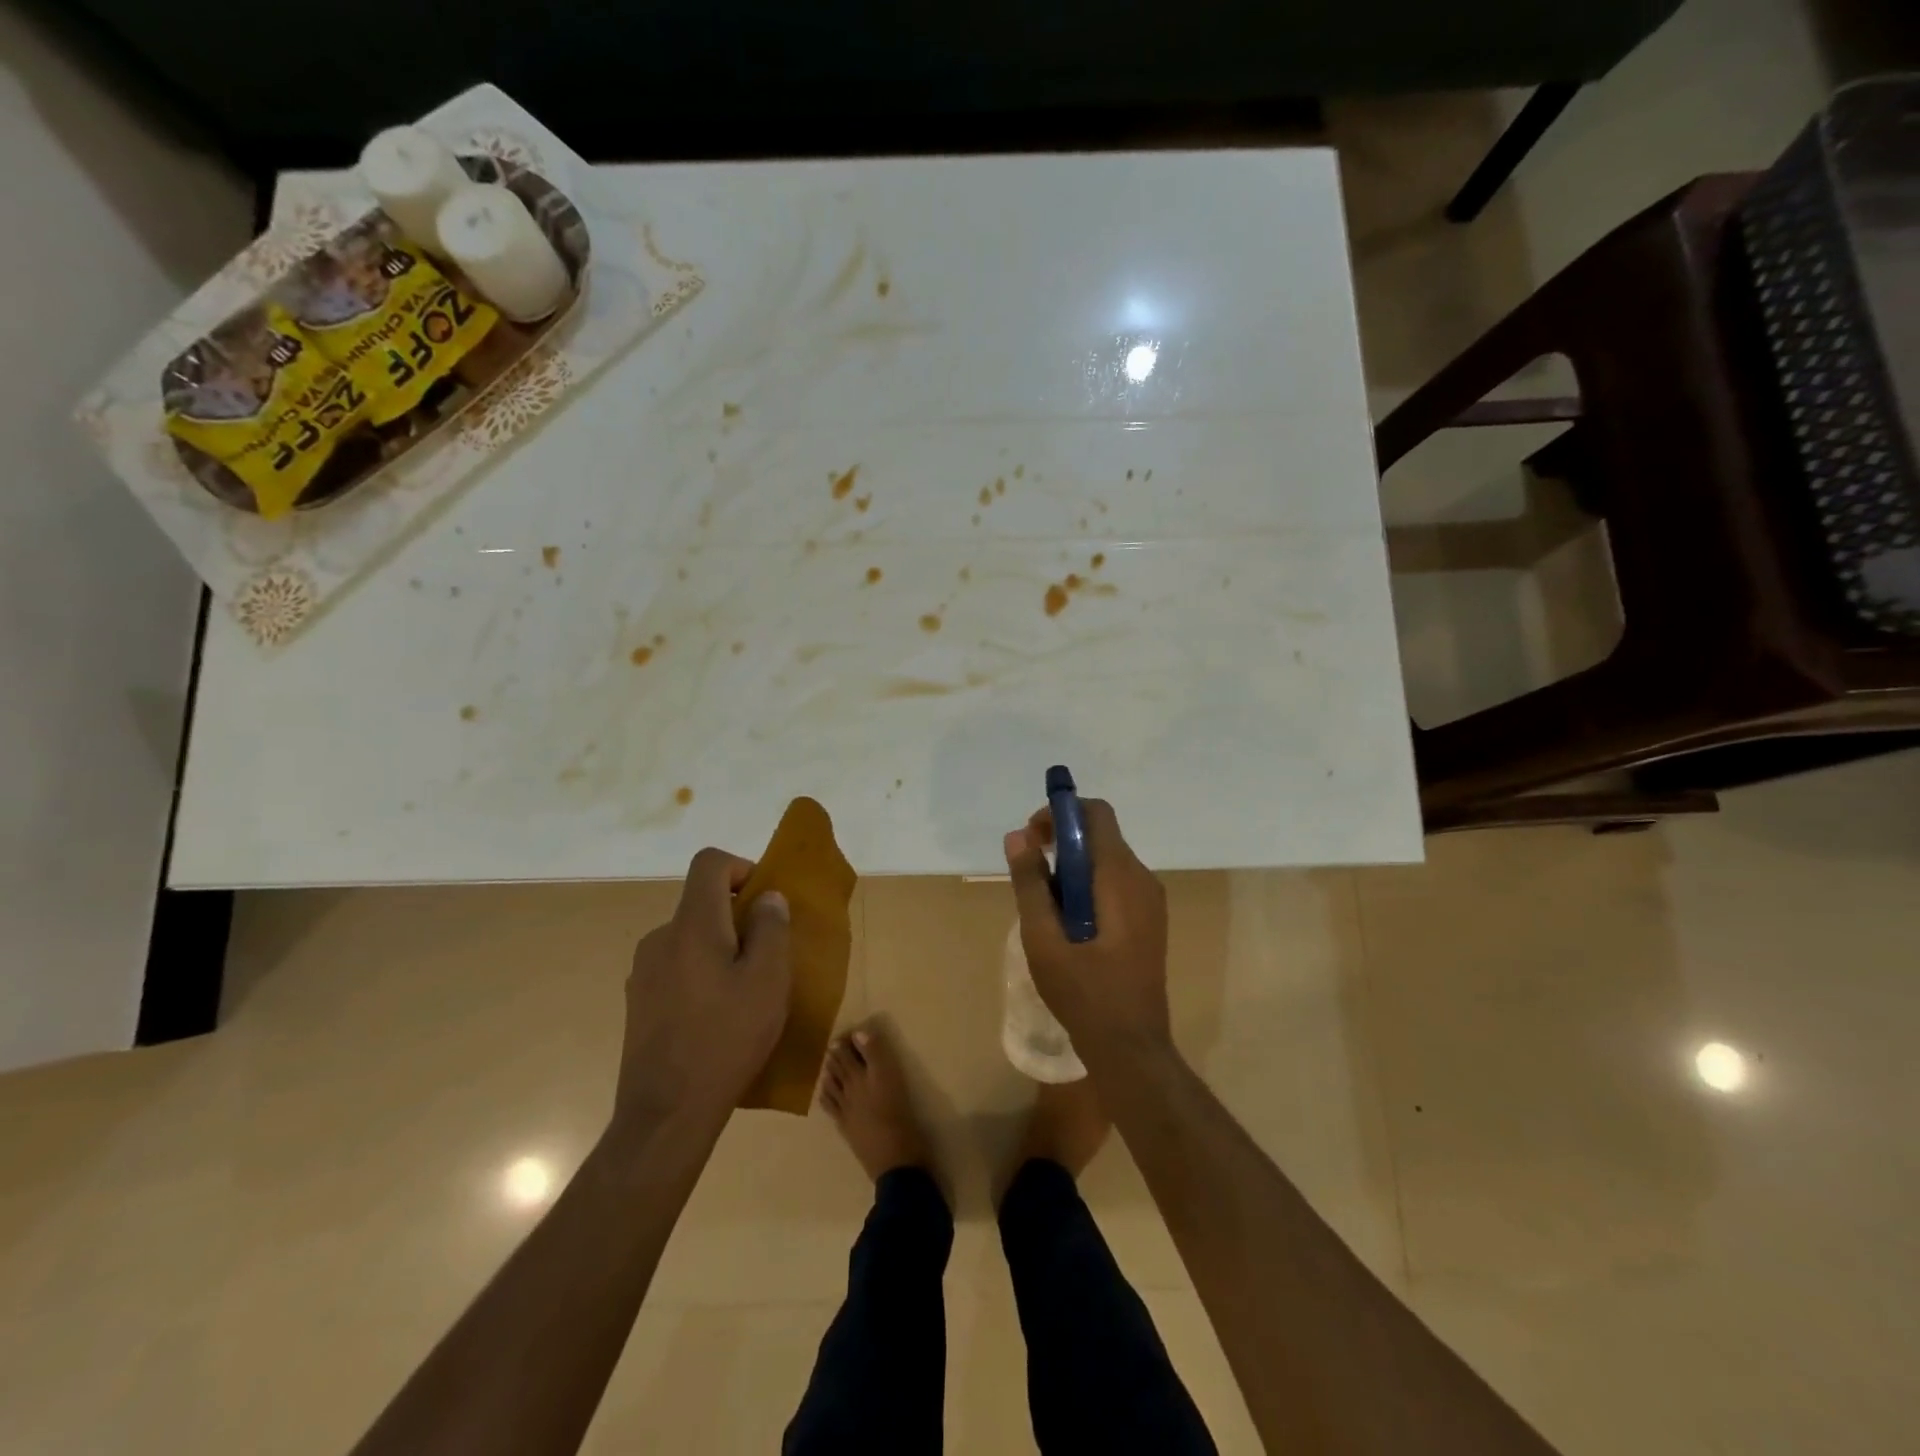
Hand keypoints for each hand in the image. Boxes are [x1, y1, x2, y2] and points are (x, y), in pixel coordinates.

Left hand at [614, 849, 791, 1126]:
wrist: (666, 1114)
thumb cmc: (726, 1039)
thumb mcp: (768, 980)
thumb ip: (771, 928)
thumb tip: (767, 899)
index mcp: (692, 925)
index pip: (709, 863)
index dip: (741, 867)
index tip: (764, 903)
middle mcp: (660, 938)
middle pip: (701, 903)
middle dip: (737, 918)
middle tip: (765, 958)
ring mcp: (643, 972)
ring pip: (690, 938)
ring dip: (719, 949)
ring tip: (743, 994)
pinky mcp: (638, 1002)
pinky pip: (676, 968)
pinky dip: (700, 975)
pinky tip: (714, 1019)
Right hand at [1003, 798, 1171, 1066]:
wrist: (1132, 1048)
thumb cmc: (1084, 993)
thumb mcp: (1043, 939)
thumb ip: (1030, 884)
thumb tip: (1018, 836)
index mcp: (1119, 877)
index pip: (1096, 813)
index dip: (1061, 812)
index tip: (1032, 837)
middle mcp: (1142, 879)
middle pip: (1101, 835)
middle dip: (1062, 841)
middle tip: (1030, 872)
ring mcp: (1151, 901)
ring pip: (1107, 861)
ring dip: (1073, 867)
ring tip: (1045, 905)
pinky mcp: (1150, 920)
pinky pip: (1116, 883)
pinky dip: (1088, 886)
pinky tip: (1069, 923)